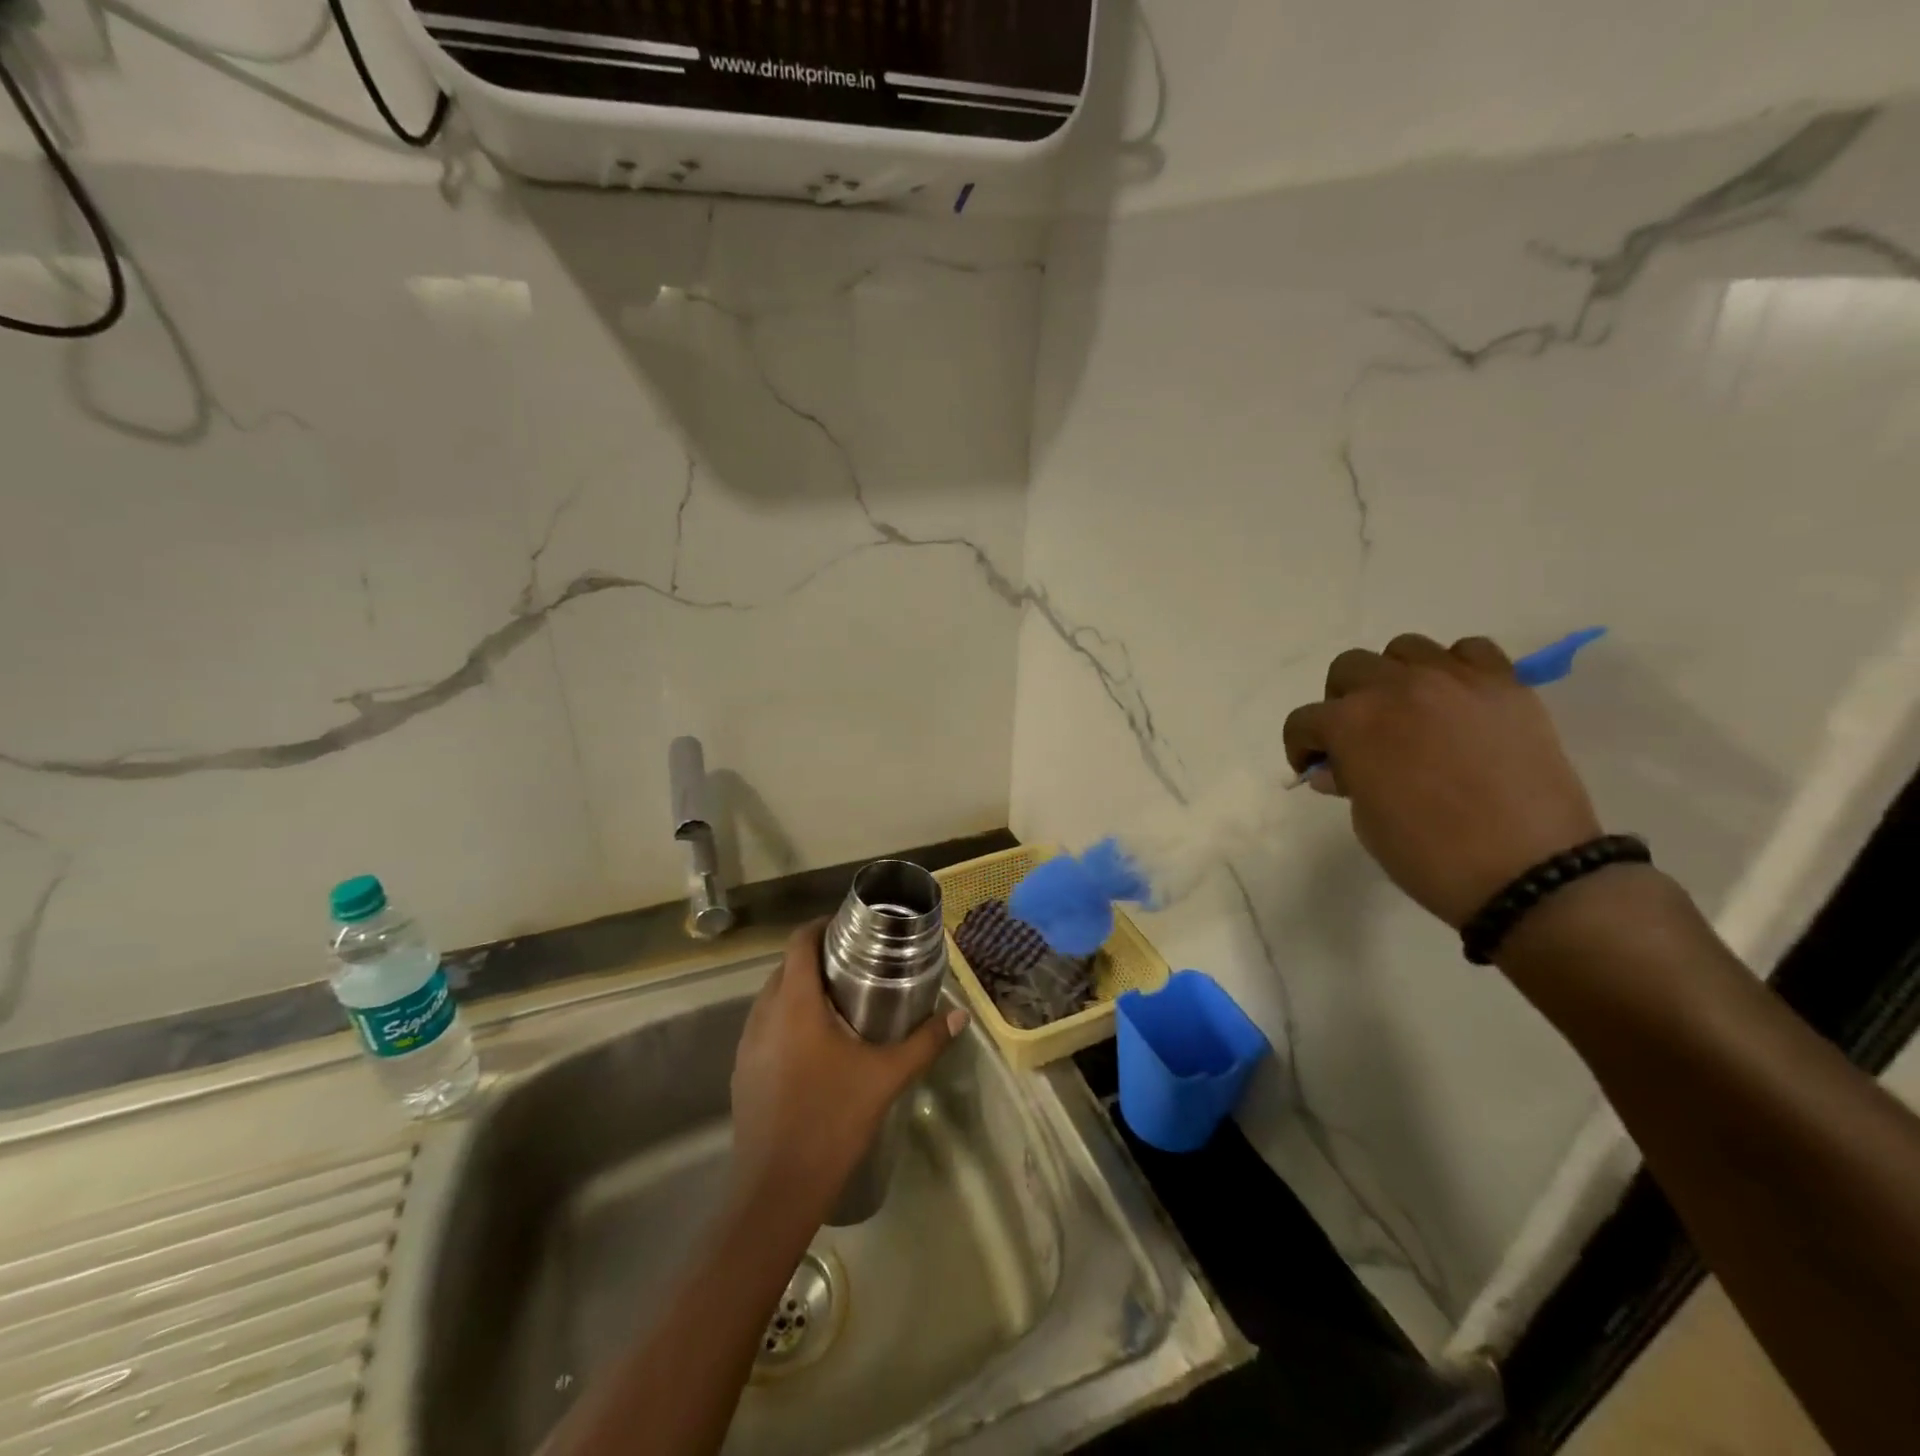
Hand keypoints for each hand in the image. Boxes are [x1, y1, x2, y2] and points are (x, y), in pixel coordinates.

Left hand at [730, 920, 968, 1212]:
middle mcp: (764, 1014)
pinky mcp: (742, 1071)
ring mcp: (748, 1044)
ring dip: (800, 989)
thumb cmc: (832, 1120)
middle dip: (816, 958)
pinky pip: (765, 1026)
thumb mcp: (885, 1077)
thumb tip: (960, 1015)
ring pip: (772, 997)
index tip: (851, 928)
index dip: (821, 926)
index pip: (799, 942)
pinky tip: (816, 1045)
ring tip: (839, 1000)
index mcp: (794, 1003)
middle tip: (856, 965)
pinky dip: (787, 1019)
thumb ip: (924, 1042)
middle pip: (786, 967)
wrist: (776, 1190)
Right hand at [1282, 634, 1602, 927]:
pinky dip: (1455, 669)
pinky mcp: (1505, 685)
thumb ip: (1349, 780)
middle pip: (1349, 668)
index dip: (1302, 746)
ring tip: (1411, 712)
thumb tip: (1338, 768)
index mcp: (1351, 724)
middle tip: (1359, 735)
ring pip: (1405, 649)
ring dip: (1395, 677)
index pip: (1304, 720)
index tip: (1315, 767)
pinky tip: (1458, 702)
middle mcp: (1396, 688)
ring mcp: (1454, 681)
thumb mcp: (1368, 822)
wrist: (1530, 871)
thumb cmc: (1429, 855)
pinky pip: (1470, 651)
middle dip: (1342, 701)